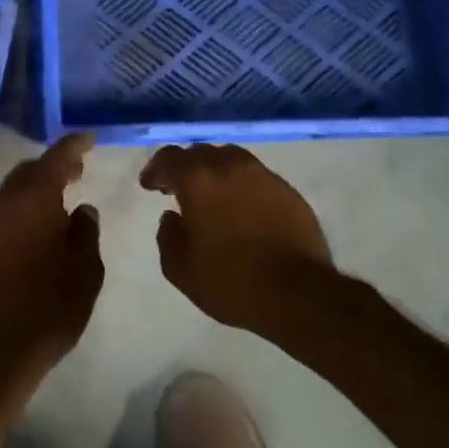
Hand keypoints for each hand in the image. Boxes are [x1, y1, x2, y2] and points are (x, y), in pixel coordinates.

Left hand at [0, 134, 104, 415]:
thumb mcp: (85, 273)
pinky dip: (6, 232)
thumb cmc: (46, 311)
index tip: (88, 139)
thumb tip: (79, 211)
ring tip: (47, 222)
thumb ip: (84, 234)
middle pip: (24, 177)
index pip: (56, 158)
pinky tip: (16, 256)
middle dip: (49, 172)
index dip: (74, 146)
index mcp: (32, 201)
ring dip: (25, 205)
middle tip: (72, 177)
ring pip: (3, 205)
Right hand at [140, 144, 330, 328]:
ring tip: (212, 196)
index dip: (156, 169)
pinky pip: (256, 176)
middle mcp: (230, 167)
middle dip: (185, 168)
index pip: (170, 158)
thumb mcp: (181, 270)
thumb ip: (168, 237)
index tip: (150, 186)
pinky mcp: (288, 191)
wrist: (298, 294)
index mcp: (199, 180)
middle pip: (201, 152)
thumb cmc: (231, 282)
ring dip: (215, 171)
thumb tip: (171, 217)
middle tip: (178, 190)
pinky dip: (242, 185)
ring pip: (231, 159)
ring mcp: (264, 176)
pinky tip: (242, 209)